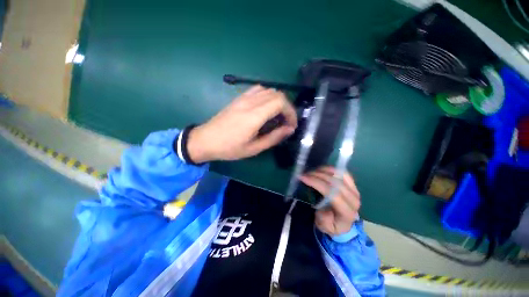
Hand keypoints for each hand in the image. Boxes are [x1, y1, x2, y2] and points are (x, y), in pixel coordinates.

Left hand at [187, 85, 296, 162]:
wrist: (205, 140)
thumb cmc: (229, 148)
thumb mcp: (254, 148)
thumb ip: (274, 137)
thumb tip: (290, 129)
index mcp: (254, 116)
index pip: (280, 102)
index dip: (291, 112)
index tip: (291, 125)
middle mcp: (249, 102)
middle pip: (277, 94)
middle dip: (287, 107)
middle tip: (286, 122)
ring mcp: (243, 98)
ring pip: (268, 90)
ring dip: (278, 101)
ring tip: (277, 115)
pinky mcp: (238, 98)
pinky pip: (258, 90)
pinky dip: (267, 96)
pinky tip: (265, 108)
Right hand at [299, 166, 360, 235]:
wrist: (343, 224)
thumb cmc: (332, 225)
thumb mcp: (324, 227)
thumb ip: (324, 220)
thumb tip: (322, 207)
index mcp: (347, 212)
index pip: (332, 193)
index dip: (317, 183)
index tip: (303, 178)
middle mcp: (353, 200)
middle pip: (335, 182)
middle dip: (317, 175)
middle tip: (305, 174)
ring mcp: (355, 191)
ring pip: (339, 175)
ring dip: (324, 171)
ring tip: (312, 172)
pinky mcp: (353, 186)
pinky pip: (343, 173)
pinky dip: (332, 169)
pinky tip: (322, 170)